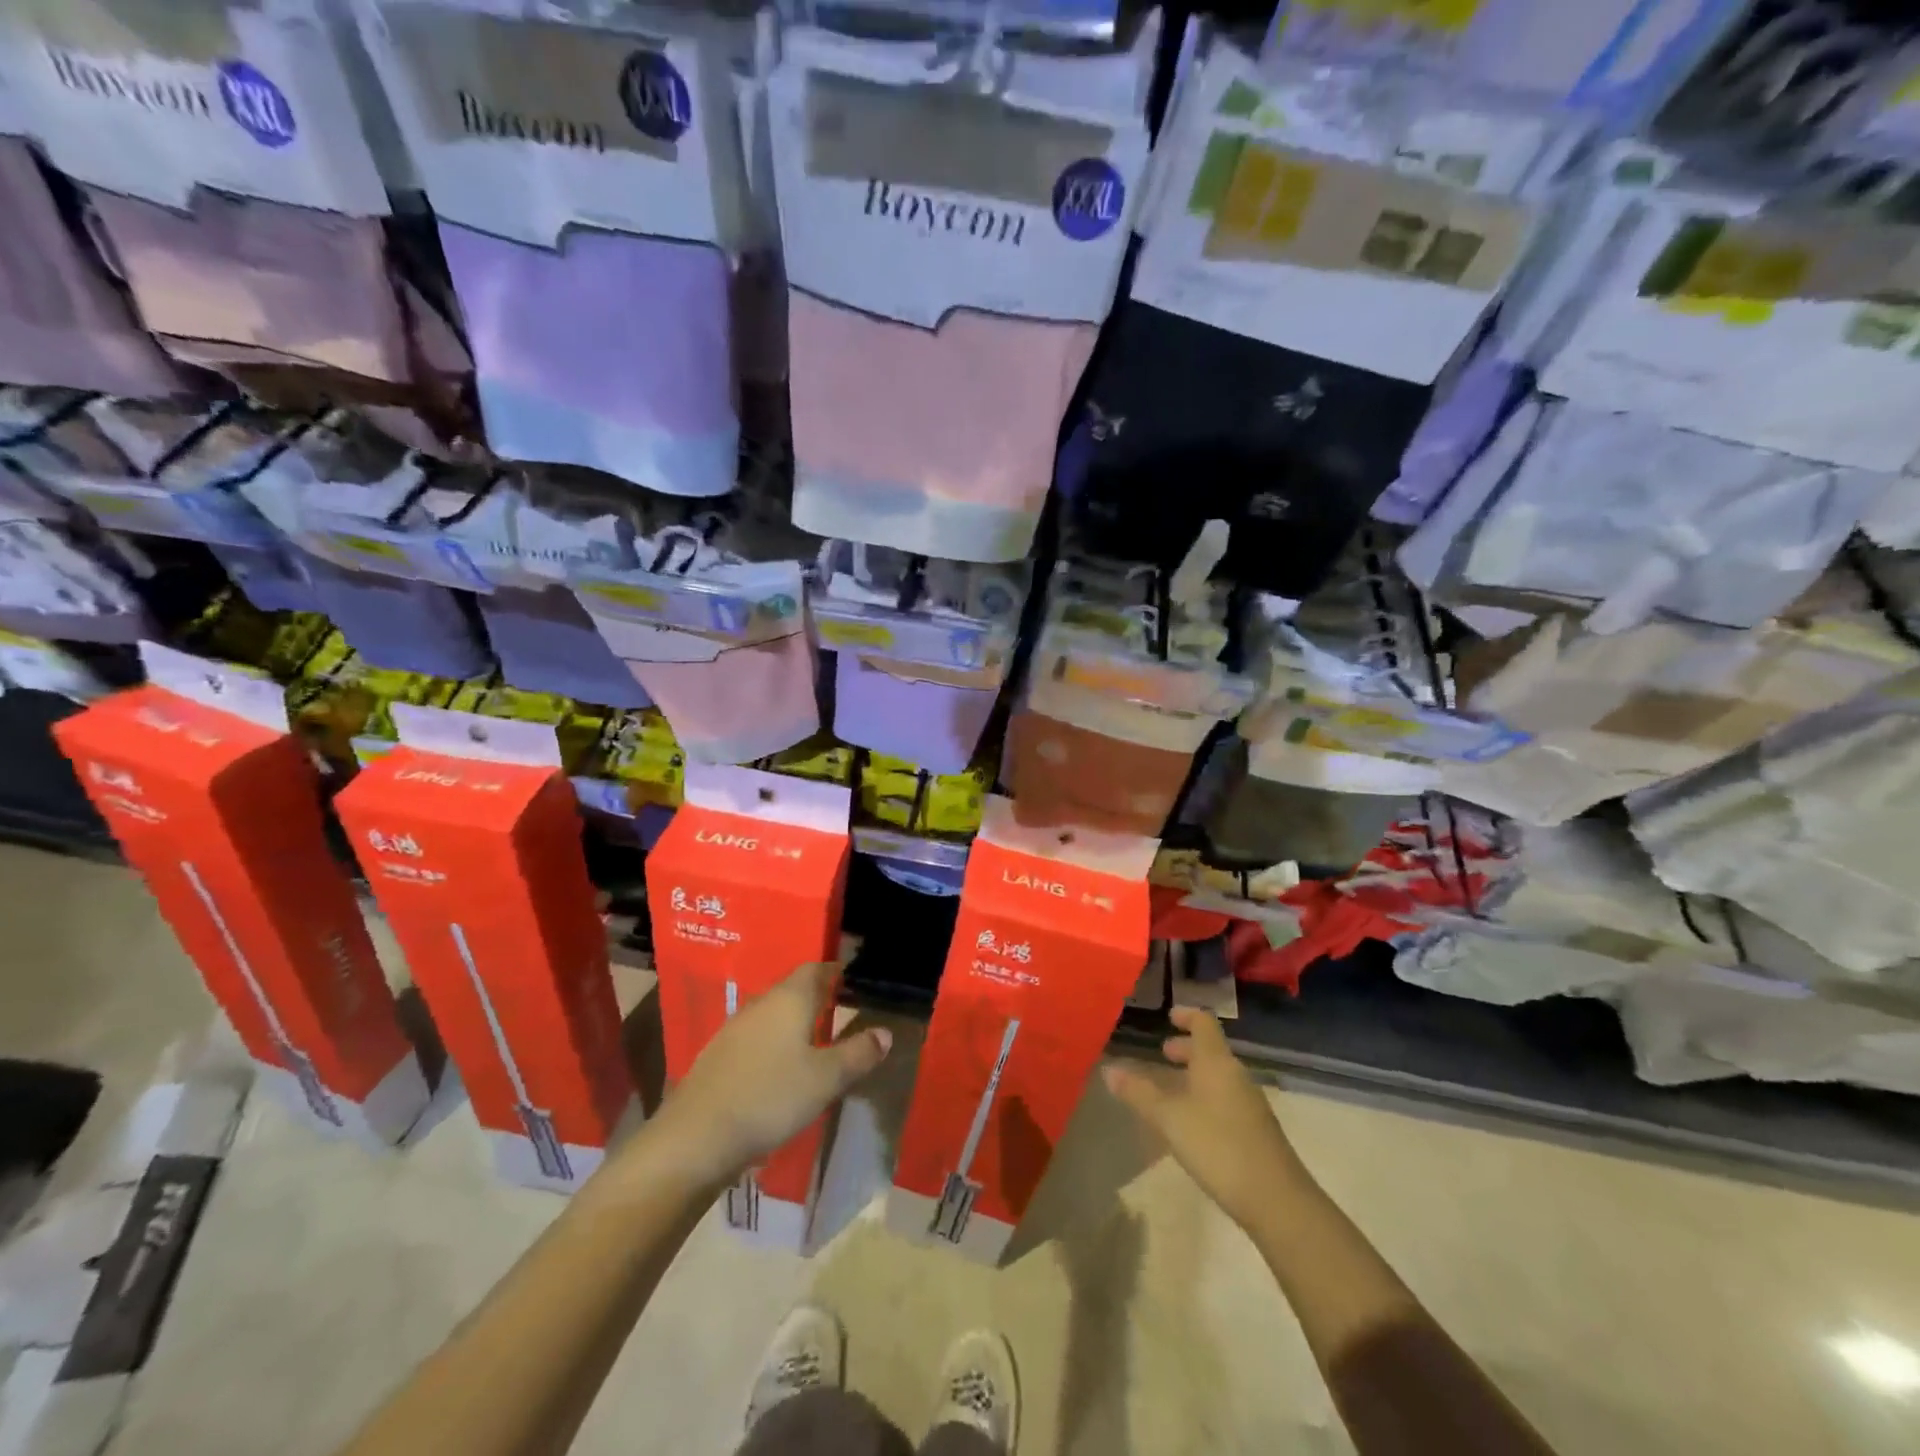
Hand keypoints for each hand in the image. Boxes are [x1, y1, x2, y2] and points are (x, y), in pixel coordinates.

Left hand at [655, 962, 890, 1187]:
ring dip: (794, 1023)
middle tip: (841, 1013)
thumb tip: (885, 1033)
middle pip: (793, 990)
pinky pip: (756, 1039)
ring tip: (815, 1043)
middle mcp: (761, 1004)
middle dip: (817, 998)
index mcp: (789, 999)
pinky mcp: (718, 1057)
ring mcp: (734, 1030)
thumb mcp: (826, 1078)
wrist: (696, 1137)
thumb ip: (858, 1053)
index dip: (835, 972)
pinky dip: (774, 1045)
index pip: (816, 969)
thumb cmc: (770, 1097)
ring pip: (773, 1015)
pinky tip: (780, 1071)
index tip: (852, 982)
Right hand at [1104, 1006, 1303, 1230]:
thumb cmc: (1218, 1146)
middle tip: (1163, 1053)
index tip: (1168, 1016)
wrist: (1276, 1200)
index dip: (1186, 1015)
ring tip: (1171, 1089)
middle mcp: (1235, 1075)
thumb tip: (1108, 1068)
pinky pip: (1226, 1099)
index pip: (1203, 1023)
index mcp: (1216, 1062)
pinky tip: (1191, 1122)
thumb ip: (1138, 1092)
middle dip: (1187, 1049)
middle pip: (1211, 1050)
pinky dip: (1205, 1097)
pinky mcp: (1255, 1130)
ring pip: (1218, 1076)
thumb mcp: (1169, 1118)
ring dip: (1195, 1075)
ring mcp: (1249, 1104)